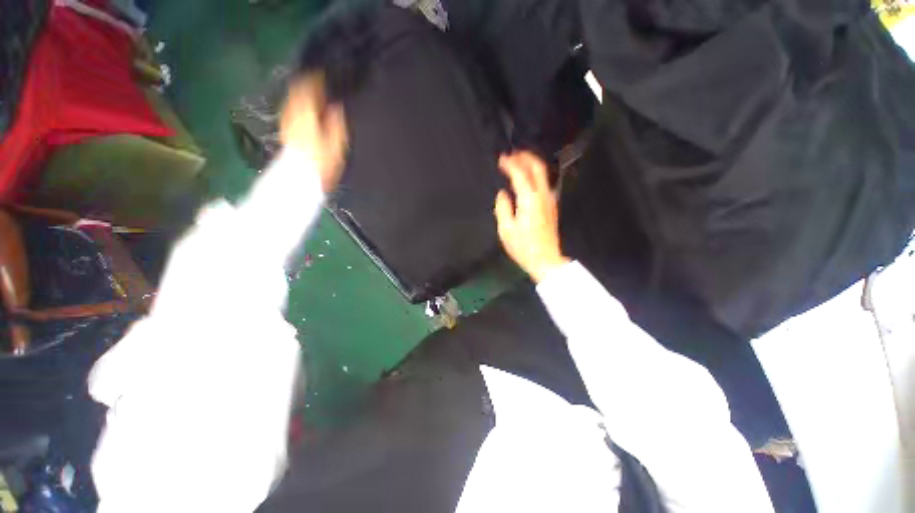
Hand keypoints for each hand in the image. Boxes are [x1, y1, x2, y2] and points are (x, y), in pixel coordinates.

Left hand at [280, 73, 347, 192]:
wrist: (301, 178)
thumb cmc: (320, 163)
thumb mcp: (336, 145)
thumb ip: (336, 123)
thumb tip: (337, 108)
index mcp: (305, 115)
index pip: (307, 89)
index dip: (315, 80)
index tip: (323, 75)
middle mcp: (292, 114)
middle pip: (296, 92)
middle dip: (307, 85)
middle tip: (319, 84)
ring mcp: (287, 122)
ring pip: (292, 100)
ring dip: (302, 95)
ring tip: (314, 96)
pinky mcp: (286, 131)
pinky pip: (291, 110)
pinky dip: (298, 106)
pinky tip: (306, 111)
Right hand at [494, 152, 569, 283]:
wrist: (545, 260)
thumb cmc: (523, 247)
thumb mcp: (506, 229)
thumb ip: (502, 207)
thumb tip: (502, 194)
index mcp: (529, 200)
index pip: (520, 174)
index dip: (510, 164)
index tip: (501, 159)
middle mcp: (542, 196)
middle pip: (537, 167)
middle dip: (525, 157)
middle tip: (513, 154)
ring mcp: (549, 200)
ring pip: (543, 174)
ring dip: (531, 165)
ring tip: (519, 163)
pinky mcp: (551, 206)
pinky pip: (544, 183)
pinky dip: (535, 175)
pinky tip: (527, 179)